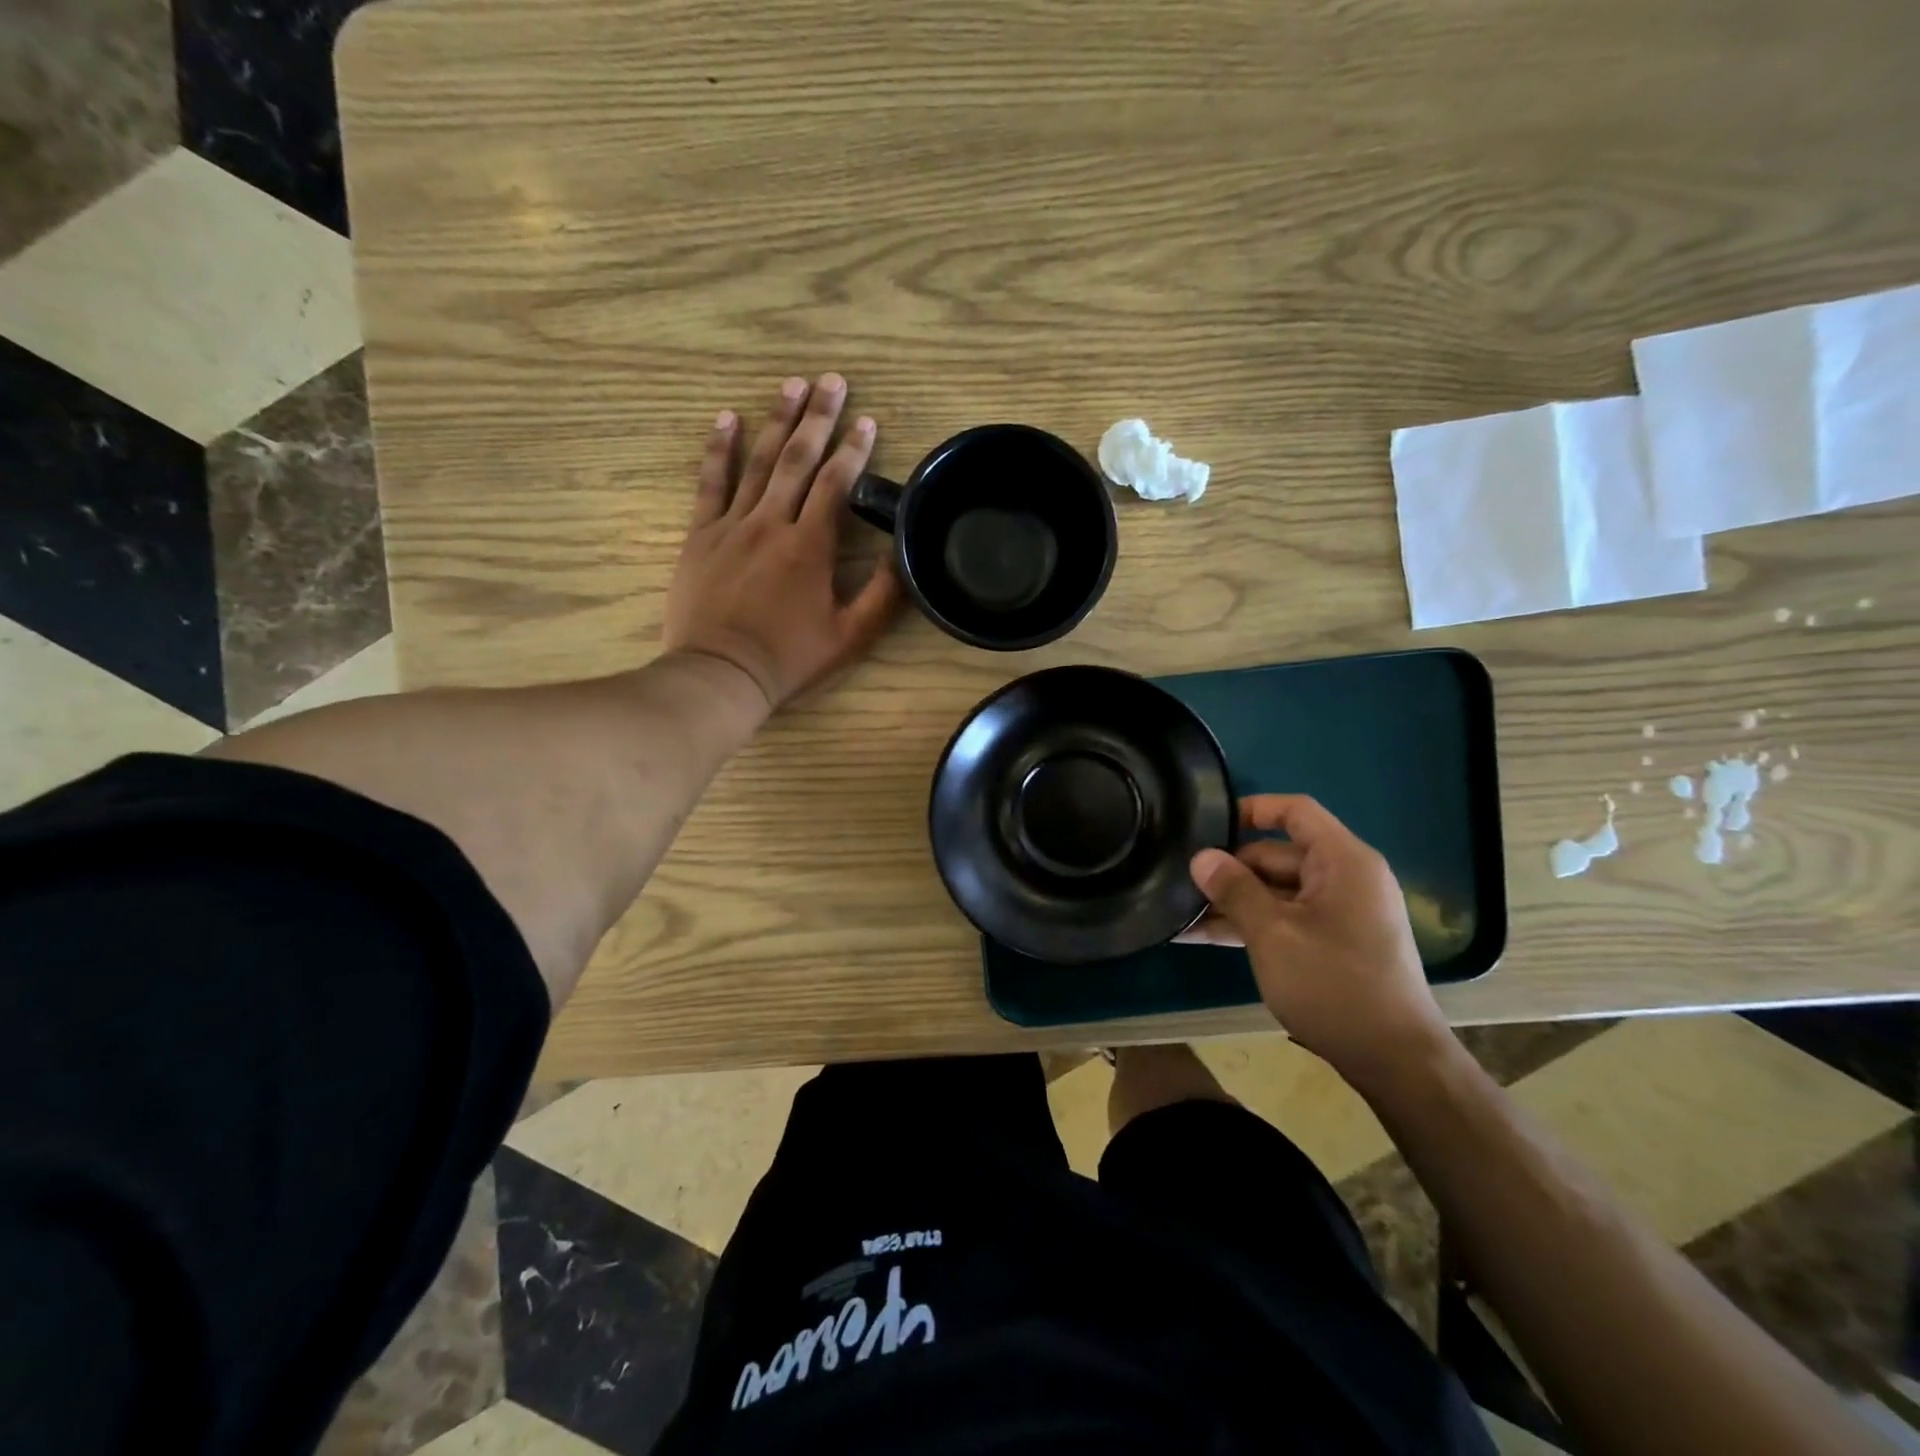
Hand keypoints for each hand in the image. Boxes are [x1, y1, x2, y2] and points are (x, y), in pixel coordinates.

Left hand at [664, 375, 902, 711]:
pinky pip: (710, 483)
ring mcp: (731, 526)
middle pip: (796, 459)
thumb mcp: (850, 637)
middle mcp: (771, 524)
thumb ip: (882, 595)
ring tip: (792, 384)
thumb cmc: (789, 659)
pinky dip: (719, 449)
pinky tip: (727, 418)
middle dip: (818, 417)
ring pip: (757, 463)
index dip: (854, 450)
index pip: (835, 484)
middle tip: (832, 380)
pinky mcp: (700, 536)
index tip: (867, 420)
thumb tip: (905, 554)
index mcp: (809, 547)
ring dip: (776, 420)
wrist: (719, 674)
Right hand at [1187, 795, 1453, 1092]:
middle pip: (1278, 854)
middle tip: (1179, 882)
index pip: (1295, 811)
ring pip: (1276, 891)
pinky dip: (1251, 924)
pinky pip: (1285, 918)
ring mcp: (1340, 913)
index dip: (1251, 809)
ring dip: (1233, 901)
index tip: (1206, 824)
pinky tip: (1203, 936)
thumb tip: (1201, 857)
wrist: (1395, 1062)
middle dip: (1229, 869)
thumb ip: (1234, 889)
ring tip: (1180, 913)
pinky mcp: (1333, 943)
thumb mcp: (1273, 934)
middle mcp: (1345, 878)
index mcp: (1343, 861)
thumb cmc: (1334, 985)